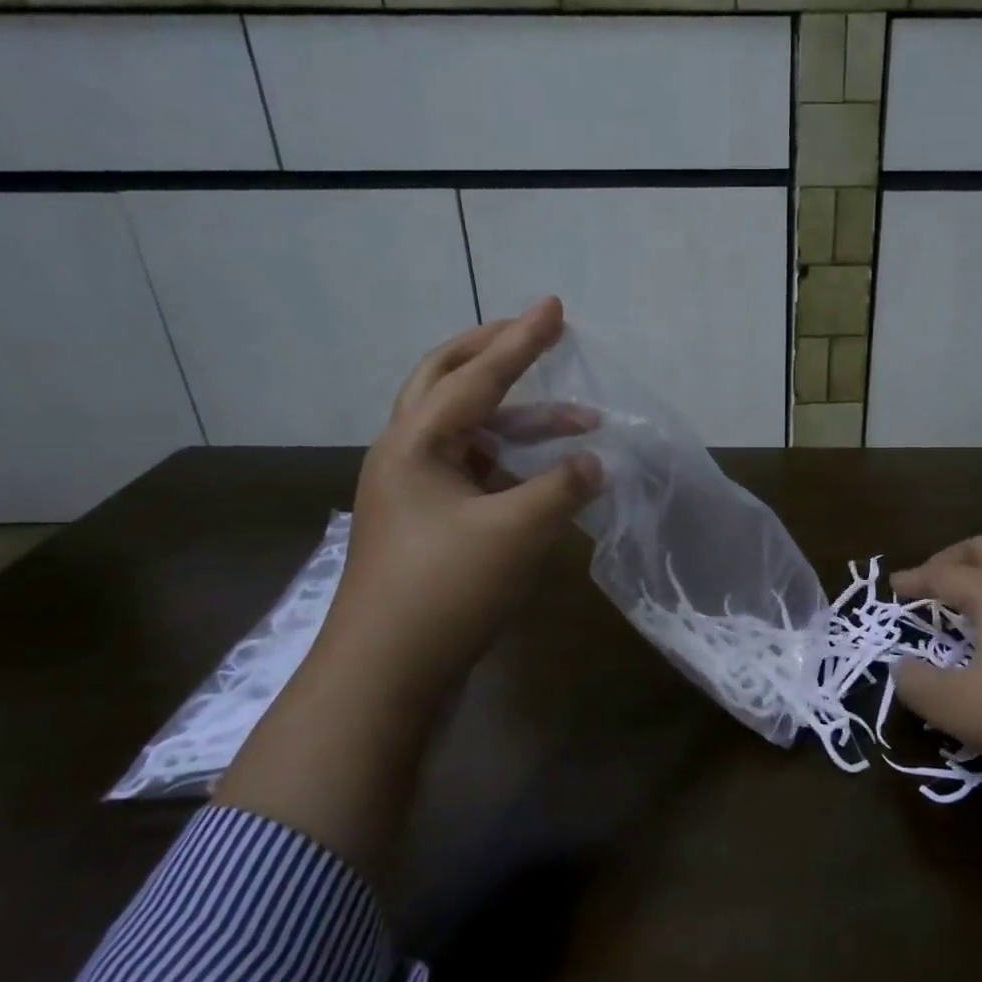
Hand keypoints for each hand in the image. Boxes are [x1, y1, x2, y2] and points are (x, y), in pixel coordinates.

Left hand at [314, 297, 601, 695]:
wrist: (386, 673)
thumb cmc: (446, 589)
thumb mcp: (516, 531)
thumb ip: (562, 486)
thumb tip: (594, 462)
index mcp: (415, 442)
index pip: (477, 376)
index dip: (521, 341)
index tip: (556, 308)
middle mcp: (406, 454)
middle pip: (448, 381)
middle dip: (496, 354)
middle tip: (539, 336)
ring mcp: (414, 490)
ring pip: (469, 431)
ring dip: (520, 421)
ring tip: (580, 423)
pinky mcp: (428, 523)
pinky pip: (476, 470)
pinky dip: (514, 462)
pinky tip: (550, 477)